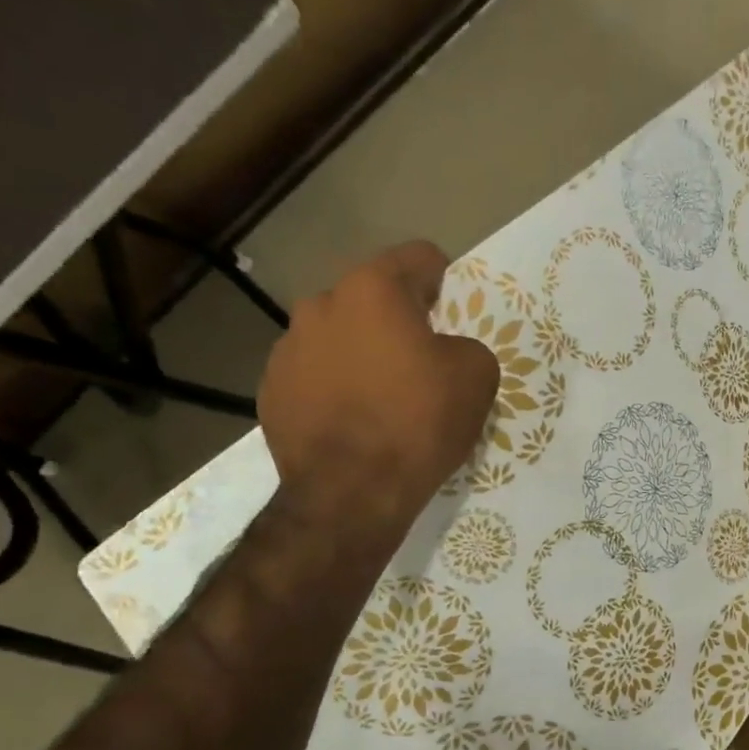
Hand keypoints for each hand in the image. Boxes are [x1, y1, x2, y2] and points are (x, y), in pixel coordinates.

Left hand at [258, 243, 498, 537]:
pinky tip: (355, 422)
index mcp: (373, 290)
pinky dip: (336, 388)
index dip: (443, 278)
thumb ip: (466, 346)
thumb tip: (447, 352)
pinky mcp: (272, 390)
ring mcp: (288, 348)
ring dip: (363, 353)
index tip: (454, 309)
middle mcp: (321, 305)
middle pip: (372, 298)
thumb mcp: (477, 377)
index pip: (417, 257)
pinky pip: (315, 375)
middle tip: (422, 360)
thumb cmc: (418, 423)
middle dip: (398, 320)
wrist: (350, 492)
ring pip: (339, 336)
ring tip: (384, 397)